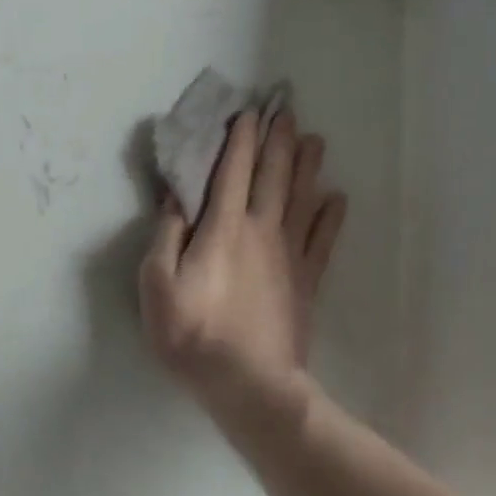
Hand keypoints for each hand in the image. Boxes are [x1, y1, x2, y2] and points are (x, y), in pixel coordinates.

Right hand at [139, 109, 345, 426]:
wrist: (248, 386)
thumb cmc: (193, 334)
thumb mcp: (158, 285)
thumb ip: (167, 235)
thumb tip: (176, 197)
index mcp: (223, 228)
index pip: (232, 171)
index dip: (239, 140)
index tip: (246, 112)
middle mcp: (260, 230)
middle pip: (272, 175)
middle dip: (277, 140)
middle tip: (286, 109)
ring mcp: (288, 255)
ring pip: (301, 199)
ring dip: (307, 166)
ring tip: (314, 139)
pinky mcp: (306, 281)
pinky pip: (322, 240)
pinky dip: (330, 216)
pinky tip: (337, 197)